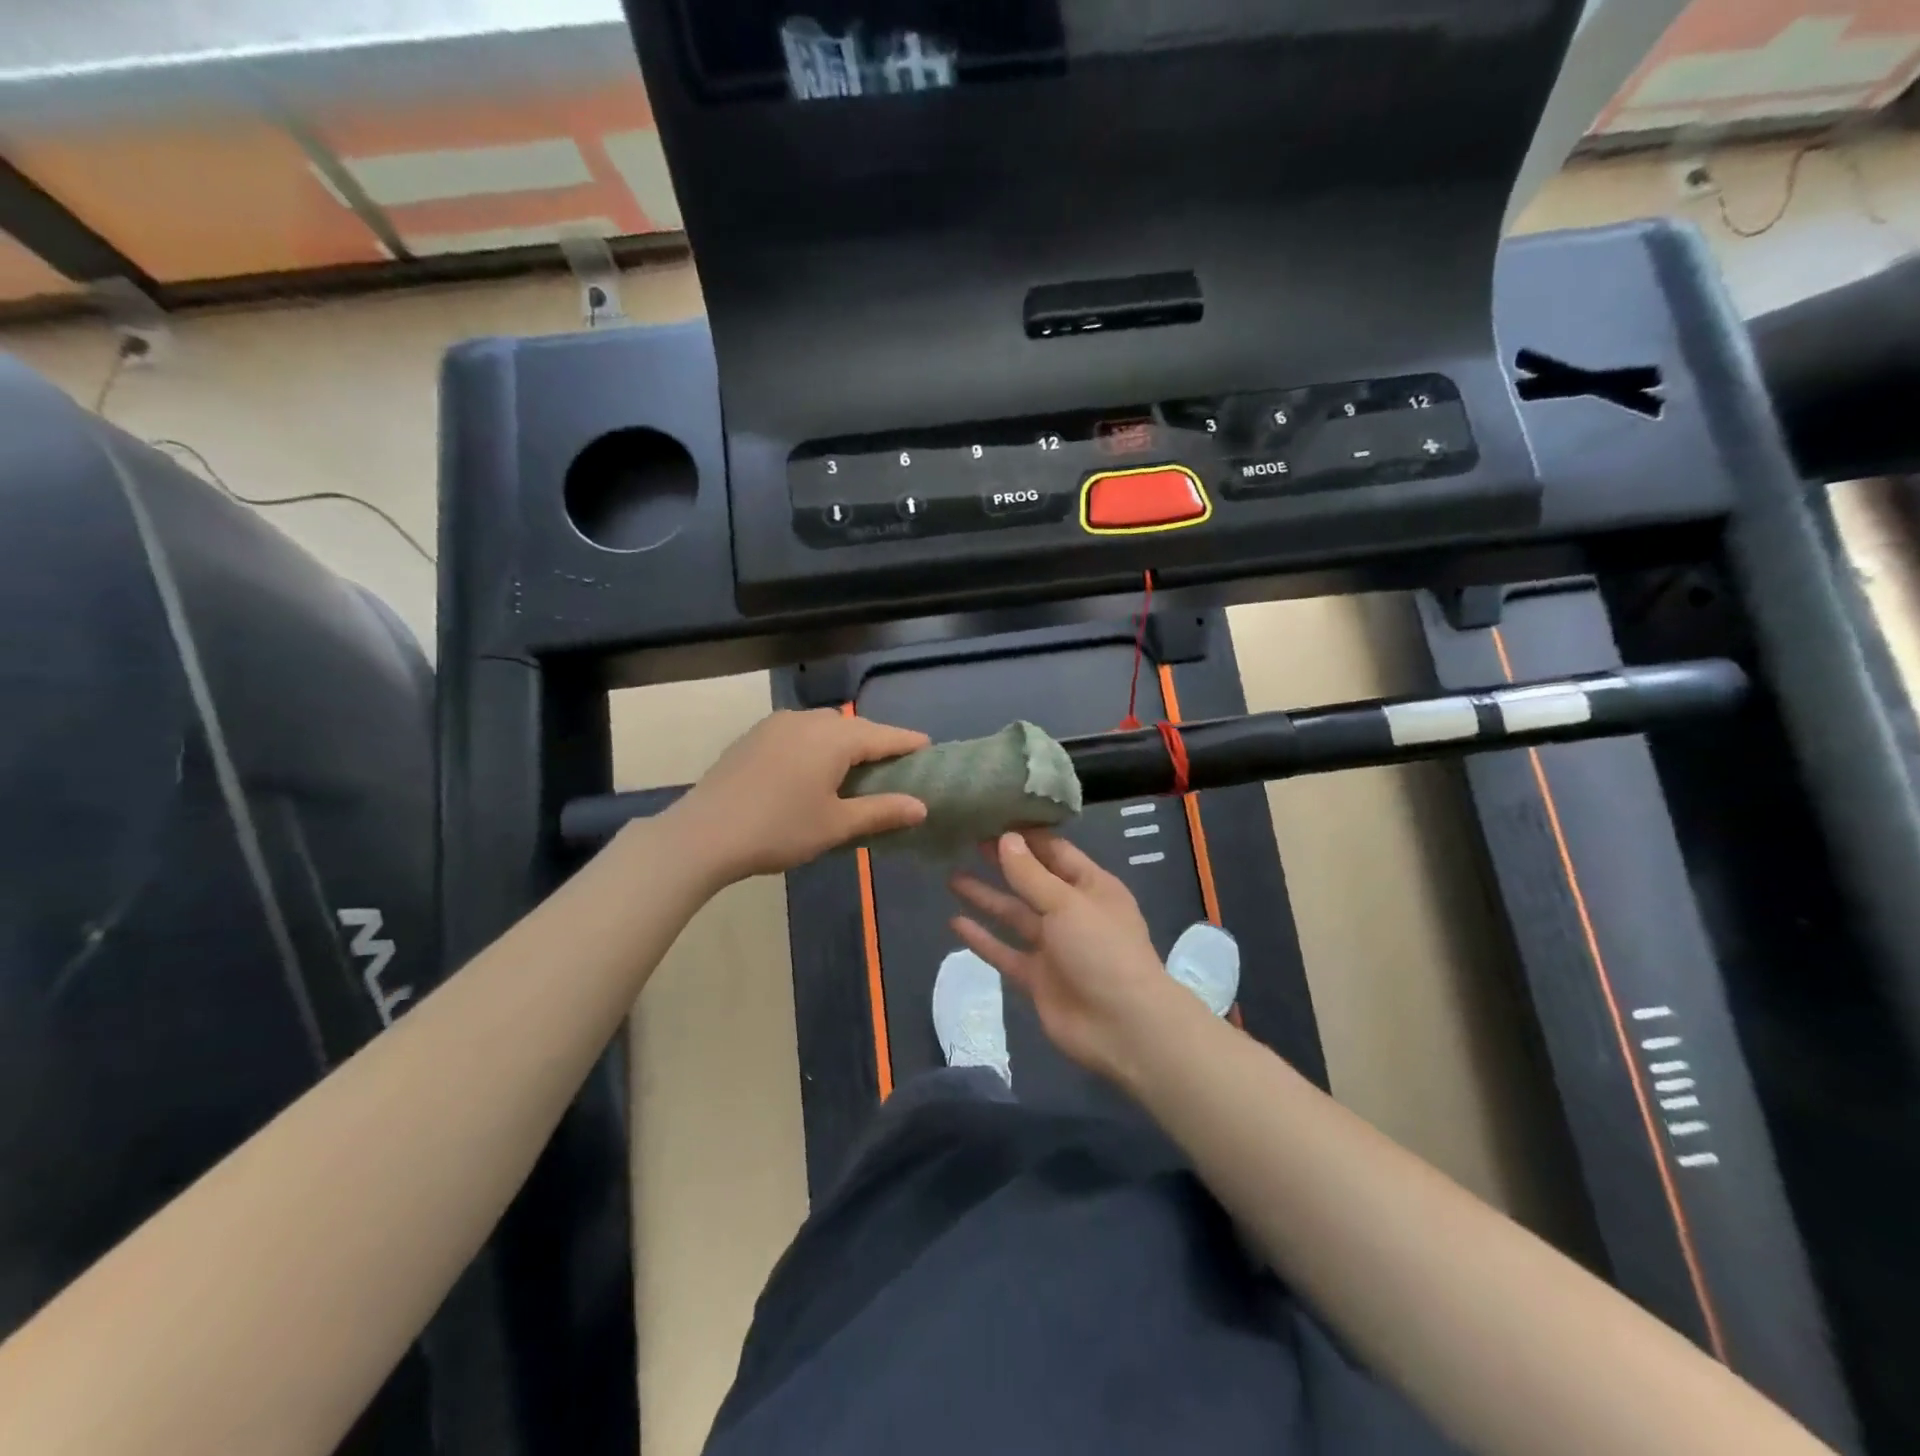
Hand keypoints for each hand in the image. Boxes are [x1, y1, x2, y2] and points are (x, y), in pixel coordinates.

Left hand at [666, 710, 929, 883]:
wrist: (704, 834)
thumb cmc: (779, 829)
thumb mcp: (836, 825)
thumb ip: (882, 811)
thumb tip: (921, 807)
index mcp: (833, 738)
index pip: (883, 736)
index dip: (908, 743)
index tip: (929, 747)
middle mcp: (807, 720)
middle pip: (853, 727)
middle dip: (875, 742)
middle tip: (890, 768)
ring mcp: (776, 724)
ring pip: (823, 726)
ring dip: (842, 742)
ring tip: (851, 770)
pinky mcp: (754, 736)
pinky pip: (798, 732)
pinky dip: (815, 745)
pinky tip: (811, 770)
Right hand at [950, 830, 1192, 1085]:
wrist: (1122, 1027)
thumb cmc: (1102, 950)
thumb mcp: (1067, 903)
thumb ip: (1031, 874)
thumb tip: (1004, 838)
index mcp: (1091, 886)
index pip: (1055, 851)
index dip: (1026, 836)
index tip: (992, 818)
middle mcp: (1071, 912)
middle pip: (1031, 881)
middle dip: (1002, 863)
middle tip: (966, 841)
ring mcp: (1053, 946)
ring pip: (1014, 915)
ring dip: (986, 898)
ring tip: (951, 878)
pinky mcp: (1037, 977)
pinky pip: (1004, 951)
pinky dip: (982, 938)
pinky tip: (955, 923)